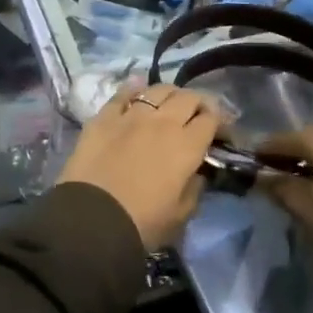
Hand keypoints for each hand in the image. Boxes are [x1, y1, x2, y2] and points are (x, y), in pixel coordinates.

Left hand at [57, 84, 219, 250]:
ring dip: (170, 94)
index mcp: (187, 145)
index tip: (220, 132)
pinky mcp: (104, 116)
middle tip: (197, 116)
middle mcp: (163, 121)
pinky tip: (137, 90)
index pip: (211, 119)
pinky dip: (134, 89)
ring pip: (158, 89)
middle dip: (198, 103)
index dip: (220, 122)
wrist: (92, 219)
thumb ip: (195, 188)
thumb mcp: (181, 215)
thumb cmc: (143, 223)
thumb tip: (197, 172)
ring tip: (169, 104)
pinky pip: (123, 93)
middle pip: (188, 97)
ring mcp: (132, 114)